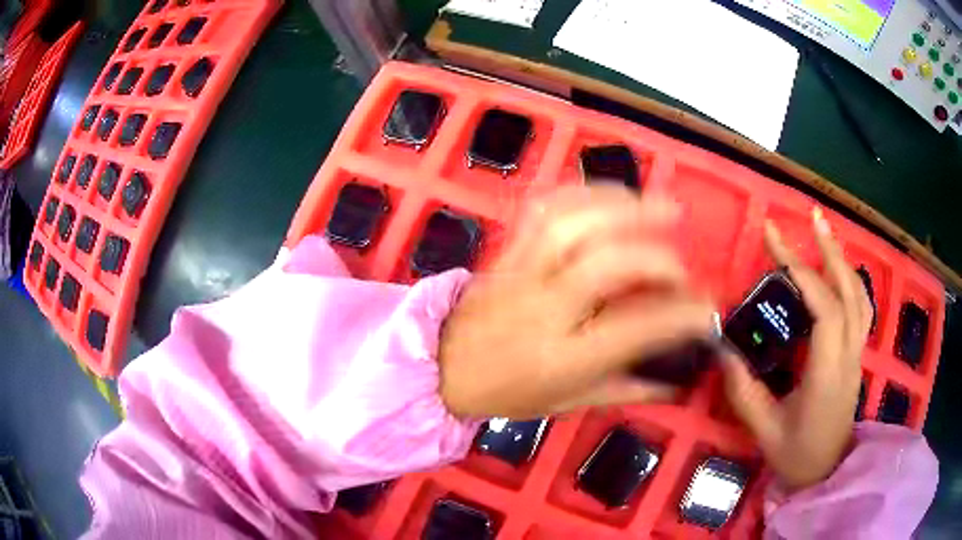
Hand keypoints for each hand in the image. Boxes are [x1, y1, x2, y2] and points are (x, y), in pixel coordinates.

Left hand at [438, 185, 716, 418]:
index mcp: (562, 357)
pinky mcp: (508, 249)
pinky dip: (584, 193)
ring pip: (573, 223)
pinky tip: (610, 195)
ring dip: (624, 207)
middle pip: (606, 264)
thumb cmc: (506, 391)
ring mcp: (522, 271)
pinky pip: (544, 208)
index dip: (680, 316)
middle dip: (656, 258)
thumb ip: (626, 388)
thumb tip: (676, 381)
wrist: (440, 366)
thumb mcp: (568, 403)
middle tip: (683, 265)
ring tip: (659, 206)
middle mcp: (543, 308)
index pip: (633, 329)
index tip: (708, 310)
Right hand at [722, 208, 873, 490]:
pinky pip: (860, 308)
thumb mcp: (764, 430)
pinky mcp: (856, 355)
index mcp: (827, 373)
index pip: (824, 309)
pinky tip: (836, 271)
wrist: (826, 473)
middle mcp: (849, 356)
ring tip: (825, 234)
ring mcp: (857, 354)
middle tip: (811, 218)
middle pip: (849, 292)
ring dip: (843, 261)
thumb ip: (744, 389)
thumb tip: (722, 348)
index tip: (775, 242)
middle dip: (829, 251)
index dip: (802, 271)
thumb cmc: (796, 456)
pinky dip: (849, 281)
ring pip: (860, 297)